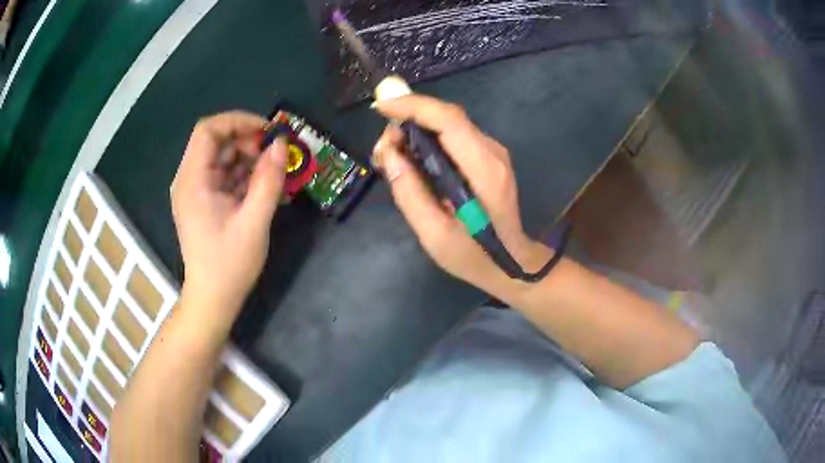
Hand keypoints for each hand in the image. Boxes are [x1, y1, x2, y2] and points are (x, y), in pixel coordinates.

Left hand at [171, 111, 286, 320]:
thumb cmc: (229, 265)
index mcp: (193, 181)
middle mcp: (189, 180)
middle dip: (248, 142)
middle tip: (275, 157)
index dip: (239, 121)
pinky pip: (225, 176)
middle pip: (216, 141)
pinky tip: (266, 189)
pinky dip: (245, 176)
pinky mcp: (204, 201)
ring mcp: (196, 191)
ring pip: (223, 157)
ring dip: (250, 160)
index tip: (268, 132)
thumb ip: (268, 180)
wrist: (213, 299)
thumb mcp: (254, 222)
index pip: (209, 130)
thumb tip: (282, 145)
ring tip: (275, 176)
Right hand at [372, 95, 551, 293]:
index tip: (380, 107)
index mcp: (483, 171)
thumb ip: (410, 194)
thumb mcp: (434, 236)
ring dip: (416, 129)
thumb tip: (389, 155)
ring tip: (393, 156)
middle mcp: (492, 152)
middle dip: (408, 120)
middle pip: (447, 117)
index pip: (449, 121)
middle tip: (382, 149)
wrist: (512, 263)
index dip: (413, 107)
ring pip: (449, 124)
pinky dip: (429, 139)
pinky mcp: (489, 156)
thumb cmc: (474, 255)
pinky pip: (454, 136)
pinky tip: (413, 159)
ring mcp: (493, 152)